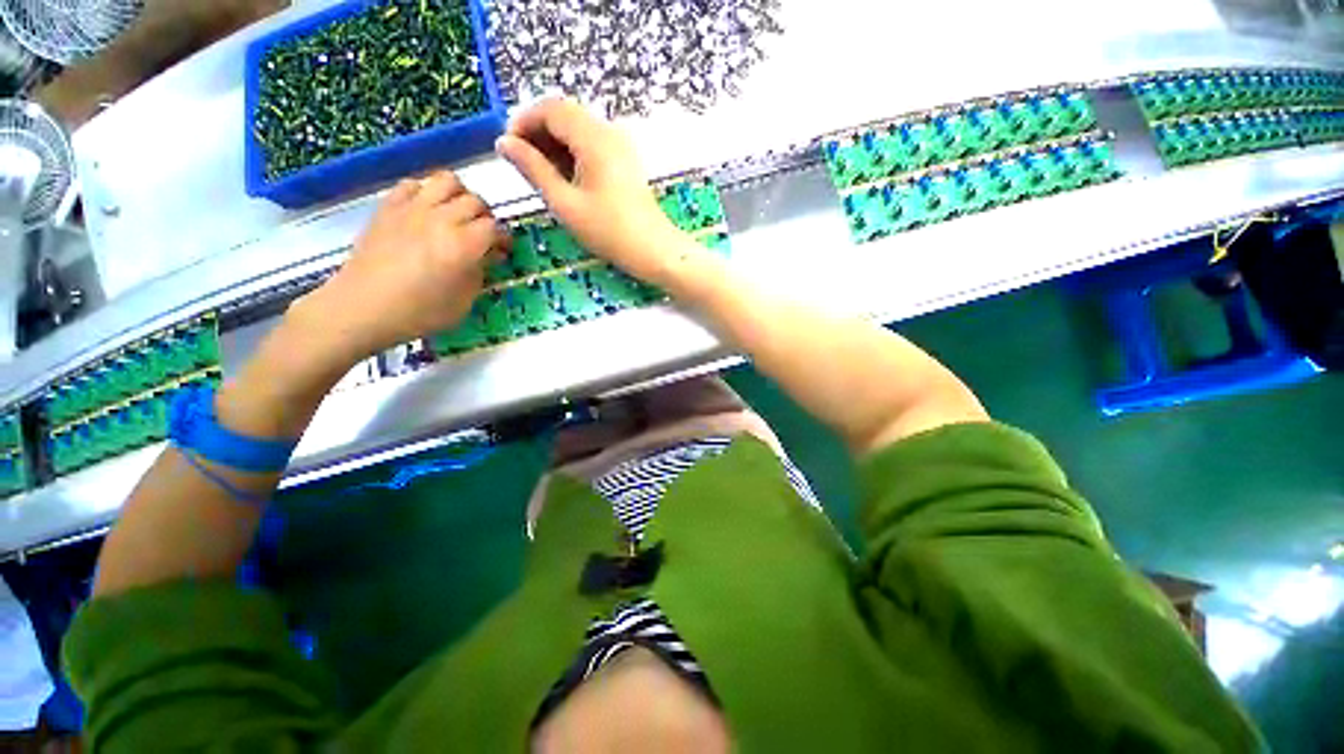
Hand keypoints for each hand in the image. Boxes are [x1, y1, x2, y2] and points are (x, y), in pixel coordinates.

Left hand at [293, 172, 507, 364]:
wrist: (363, 307)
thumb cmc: (420, 312)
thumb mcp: (464, 301)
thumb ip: (480, 272)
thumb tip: (488, 255)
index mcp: (464, 245)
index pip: (495, 227)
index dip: (503, 238)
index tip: (502, 250)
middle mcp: (442, 219)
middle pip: (475, 201)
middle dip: (485, 217)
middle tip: (481, 234)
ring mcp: (413, 208)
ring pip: (448, 181)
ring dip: (459, 195)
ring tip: (457, 214)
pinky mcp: (389, 206)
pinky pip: (414, 184)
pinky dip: (426, 192)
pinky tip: (426, 210)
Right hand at [495, 99, 684, 282]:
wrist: (653, 250)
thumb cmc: (610, 232)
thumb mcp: (565, 203)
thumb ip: (533, 169)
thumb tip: (504, 144)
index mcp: (594, 137)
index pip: (550, 108)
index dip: (523, 121)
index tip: (507, 148)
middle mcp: (609, 132)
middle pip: (565, 115)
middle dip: (537, 134)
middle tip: (521, 165)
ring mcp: (621, 146)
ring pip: (578, 130)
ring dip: (554, 145)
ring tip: (540, 176)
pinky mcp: (625, 161)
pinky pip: (593, 145)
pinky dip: (573, 155)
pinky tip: (564, 179)